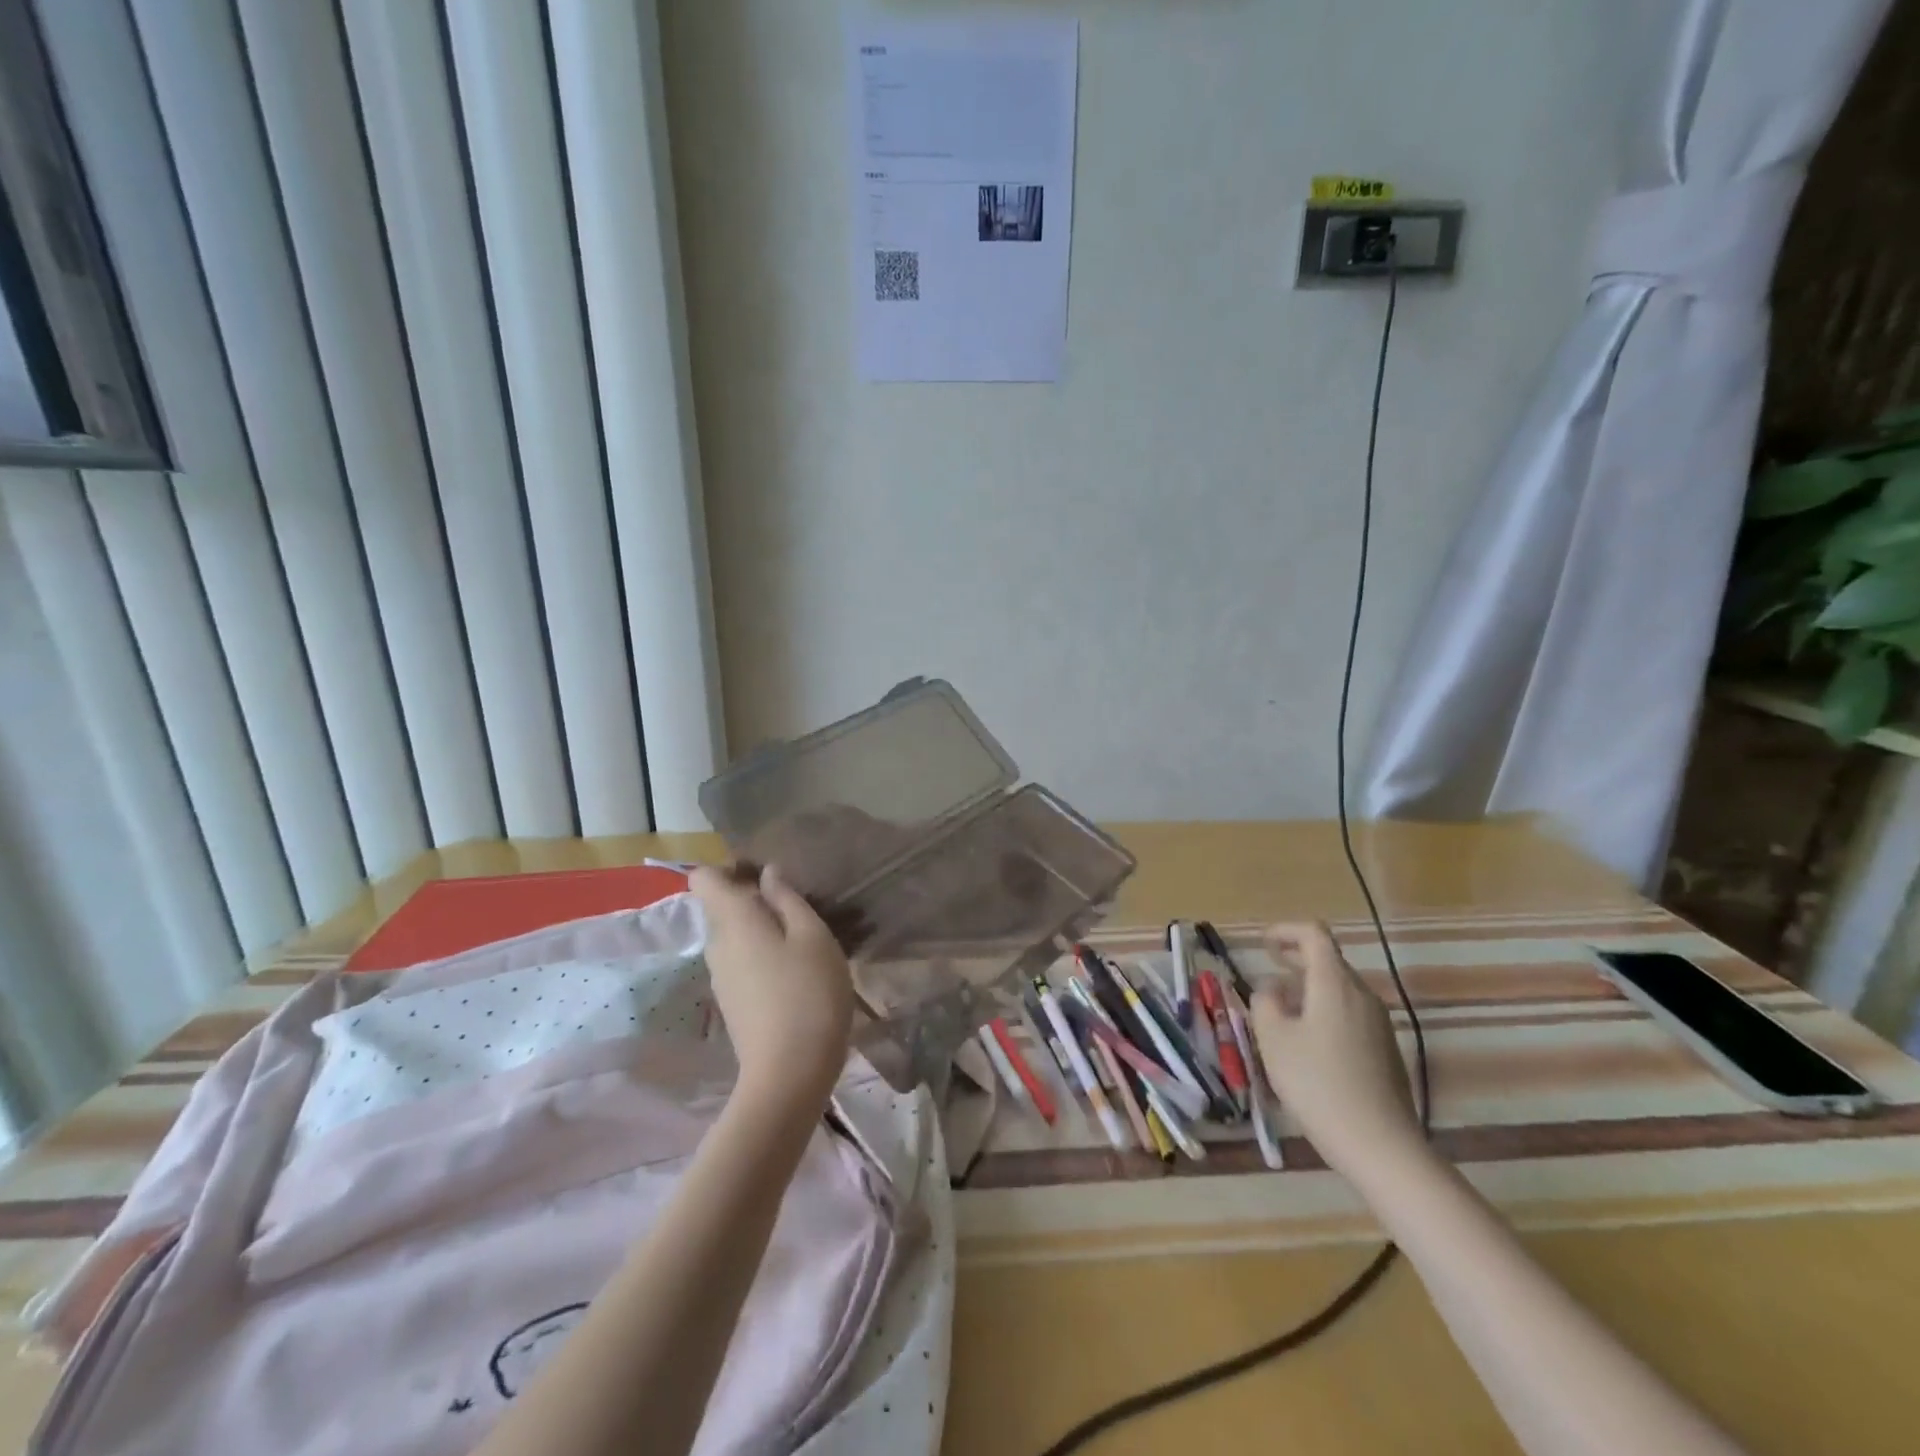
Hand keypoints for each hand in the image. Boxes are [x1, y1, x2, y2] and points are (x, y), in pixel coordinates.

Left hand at [690, 864, 855, 1109]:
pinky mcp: (732, 1002)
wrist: (789, 1075)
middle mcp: (717, 944)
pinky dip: (764, 954)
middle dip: (754, 897)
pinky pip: (742, 961)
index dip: (730, 868)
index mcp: (732, 920)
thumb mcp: (813, 936)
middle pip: (722, 906)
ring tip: (806, 936)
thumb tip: (767, 873)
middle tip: (801, 904)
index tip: (766, 874)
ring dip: (764, 928)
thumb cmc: (808, 994)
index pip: (703, 878)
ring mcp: (721, 977)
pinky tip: (798, 969)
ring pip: (735, 935)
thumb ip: (788, 899)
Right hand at [1250, 922, 1423, 1183]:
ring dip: (1309, 988)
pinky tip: (1308, 1042)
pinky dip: (1325, 1010)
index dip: (1286, 931)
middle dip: (1296, 959)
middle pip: (1329, 960)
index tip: (1263, 944)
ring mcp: (1378, 1023)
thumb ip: (1265, 1002)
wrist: (1380, 1145)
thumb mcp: (1274, 1040)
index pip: (1314, 934)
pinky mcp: (1385, 1049)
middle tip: (1268, 969)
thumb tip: (1271, 988)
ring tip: (1282, 1010)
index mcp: (1334, 983)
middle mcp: (1362, 995)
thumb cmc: (1318, 1084)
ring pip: (1339, 989)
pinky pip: (1350, 1013)